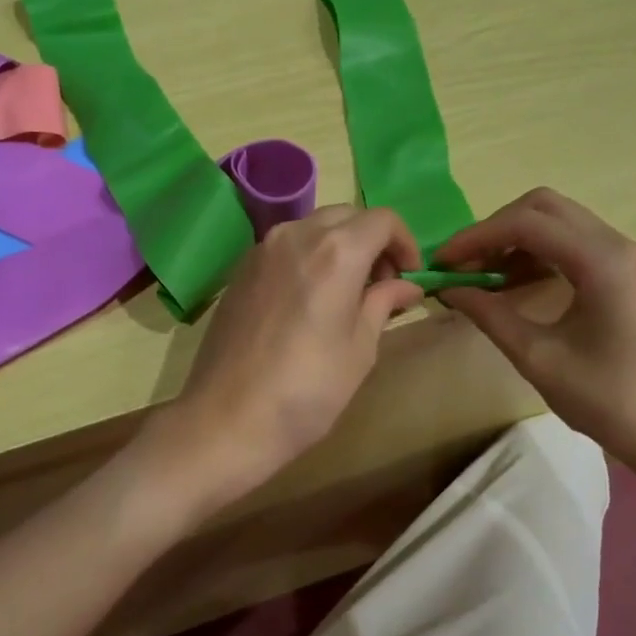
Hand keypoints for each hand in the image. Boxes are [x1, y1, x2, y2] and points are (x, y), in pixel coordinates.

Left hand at [158, 206, 423, 505]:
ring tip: (345, 294)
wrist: (227, 419)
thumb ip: (383, 304)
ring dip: (338, 246)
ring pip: (312, 227)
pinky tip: (308, 300)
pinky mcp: (240, 270)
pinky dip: (307, 257)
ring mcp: (261, 250)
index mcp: (336, 252)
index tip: (408, 277)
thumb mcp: (359, 349)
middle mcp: (296, 236)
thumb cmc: (307, 390)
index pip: (382, 220)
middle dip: (372, 241)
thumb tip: (406, 287)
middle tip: (380, 287)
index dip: (404, 243)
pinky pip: (284, 247)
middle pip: (346, 216)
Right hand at [434, 188, 635, 478]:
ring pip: (556, 221)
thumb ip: (490, 315)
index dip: (476, 238)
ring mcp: (623, 256)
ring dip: (512, 239)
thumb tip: (447, 289)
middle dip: (494, 229)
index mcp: (602, 261)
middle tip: (461, 264)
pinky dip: (534, 253)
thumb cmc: (607, 399)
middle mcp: (616, 245)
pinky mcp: (622, 272)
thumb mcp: (537, 358)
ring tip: (478, 275)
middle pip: (542, 207)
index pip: (526, 224)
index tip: (441, 263)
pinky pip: (570, 243)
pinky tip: (509, 283)